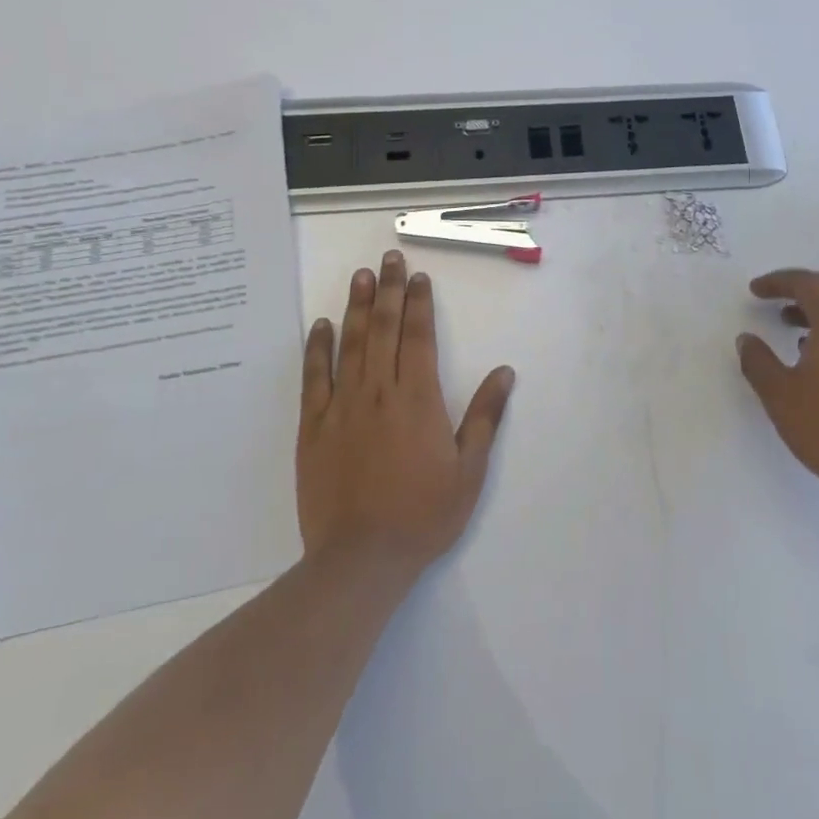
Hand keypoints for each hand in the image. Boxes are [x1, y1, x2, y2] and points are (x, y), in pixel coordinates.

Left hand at [297, 251, 514, 581]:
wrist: (360, 560)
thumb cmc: (422, 515)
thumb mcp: (468, 471)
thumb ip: (484, 417)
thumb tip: (504, 372)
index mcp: (418, 398)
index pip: (419, 336)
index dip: (419, 303)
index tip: (417, 277)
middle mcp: (379, 391)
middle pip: (385, 329)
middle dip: (388, 290)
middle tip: (387, 258)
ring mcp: (342, 406)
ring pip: (351, 344)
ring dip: (357, 307)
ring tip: (360, 277)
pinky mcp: (314, 427)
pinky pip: (314, 378)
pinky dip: (317, 348)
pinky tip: (321, 326)